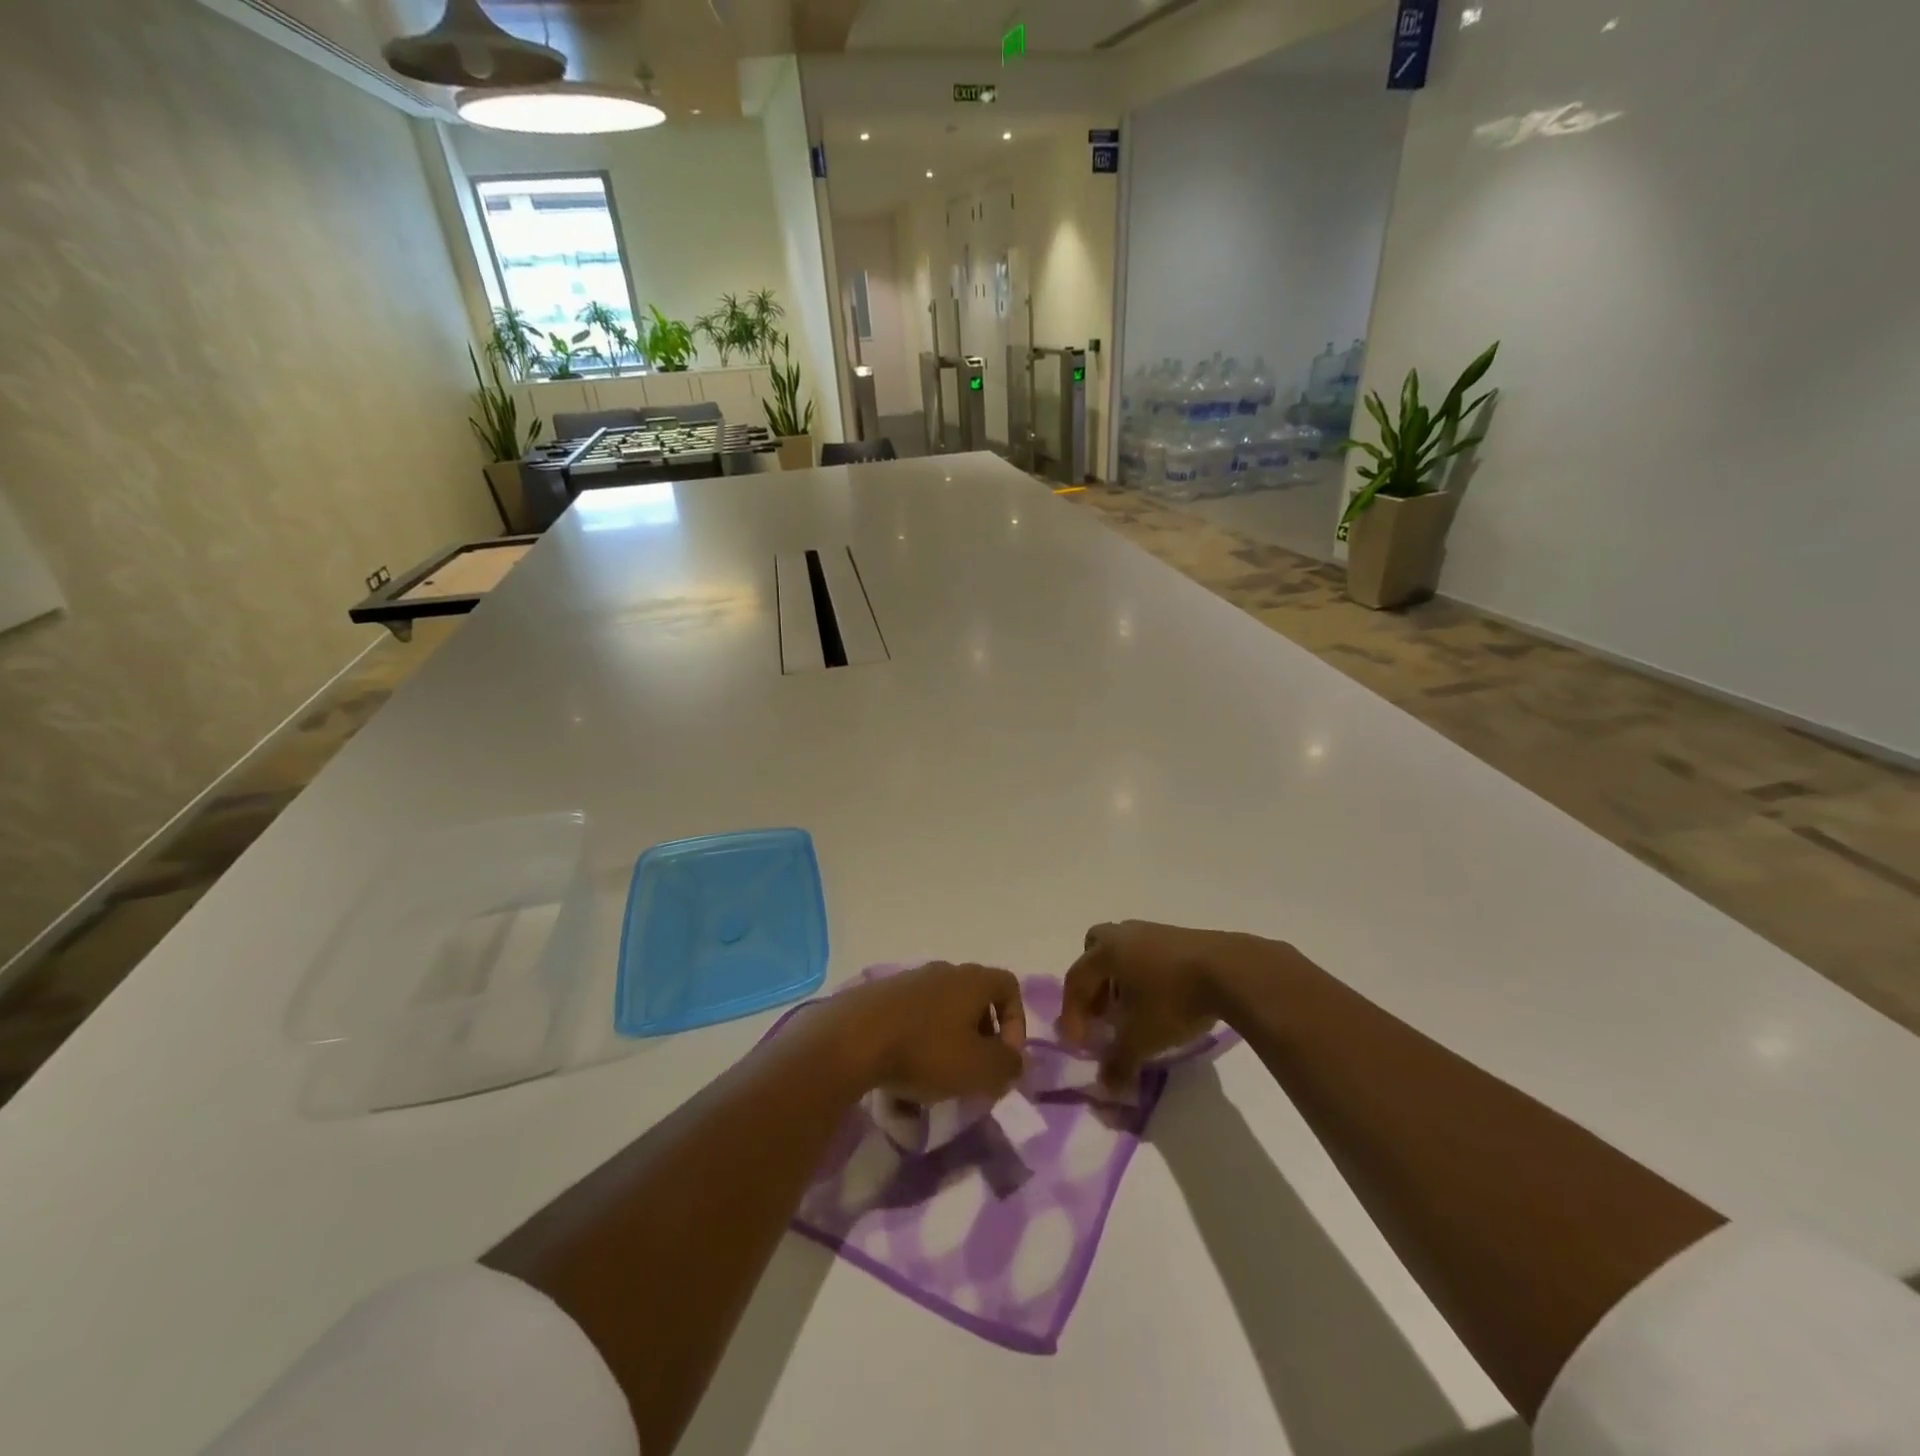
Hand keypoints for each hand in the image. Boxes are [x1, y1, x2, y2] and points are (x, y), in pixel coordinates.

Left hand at [831, 961, 1026, 1103]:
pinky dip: (917, 1044)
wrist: (851, 1038)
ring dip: (947, 1044)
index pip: (1009, 986)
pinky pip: (912, 1019)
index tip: (1004, 1057)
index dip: (1016, 1022)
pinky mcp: (880, 996)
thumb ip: (1008, 1066)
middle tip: (973, 1072)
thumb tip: (1015, 1061)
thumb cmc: (925, 1051)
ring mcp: (909, 981)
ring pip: (942, 1012)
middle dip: (981, 1038)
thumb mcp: (979, 1068)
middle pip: (975, 999)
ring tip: (937, 1080)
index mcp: (972, 980)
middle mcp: (943, 971)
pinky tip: (904, 1075)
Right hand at [1059, 921, 1242, 1088]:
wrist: (1230, 971)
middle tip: (1102, 1014)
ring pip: (1123, 952)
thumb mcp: (1141, 1039)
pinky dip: (1144, 975)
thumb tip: (1106, 1088)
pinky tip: (1162, 1000)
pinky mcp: (1180, 937)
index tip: (1080, 1044)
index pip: (1076, 980)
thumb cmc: (1173, 999)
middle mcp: (1123, 934)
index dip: (1072, 1013)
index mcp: (1105, 952)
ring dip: (1120, 979)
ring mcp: (1153, 931)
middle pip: (1094, 952)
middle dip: (1093, 984)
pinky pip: (1148, 954)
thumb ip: (1118, 1063)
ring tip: (1133, 1010)